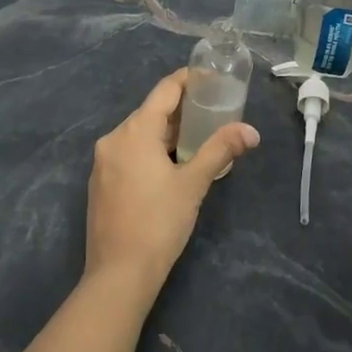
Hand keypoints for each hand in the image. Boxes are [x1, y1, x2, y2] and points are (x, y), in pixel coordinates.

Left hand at [85, 69, 260, 300]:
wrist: (119, 273)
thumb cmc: (159, 222)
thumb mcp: (194, 184)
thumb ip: (220, 150)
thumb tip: (251, 131)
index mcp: (134, 132)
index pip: (164, 91)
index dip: (187, 80)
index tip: (209, 78)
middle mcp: (113, 139)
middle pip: (149, 113)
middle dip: (179, 110)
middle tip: (211, 111)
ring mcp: (102, 162)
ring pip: (137, 135)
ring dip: (165, 133)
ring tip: (196, 138)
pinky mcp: (100, 183)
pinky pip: (127, 154)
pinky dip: (149, 151)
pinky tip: (168, 166)